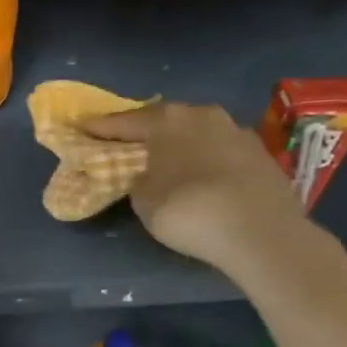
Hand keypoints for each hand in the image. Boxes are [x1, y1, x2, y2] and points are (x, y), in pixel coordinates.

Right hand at [82, 102, 307, 278]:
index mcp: (168, 120)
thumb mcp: (145, 200)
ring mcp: (237, 132)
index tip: (84, 127)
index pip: (126, 122)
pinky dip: (208, 161)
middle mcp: (203, 115)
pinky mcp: (262, 156)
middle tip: (129, 142)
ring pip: (199, 133)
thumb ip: (139, 181)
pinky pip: (222, 153)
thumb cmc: (188, 210)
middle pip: (166, 120)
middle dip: (147, 131)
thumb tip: (148, 175)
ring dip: (182, 144)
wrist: (260, 231)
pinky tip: (204, 177)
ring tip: (169, 160)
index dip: (102, 128)